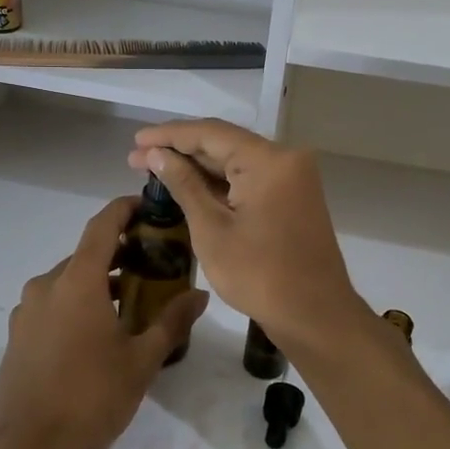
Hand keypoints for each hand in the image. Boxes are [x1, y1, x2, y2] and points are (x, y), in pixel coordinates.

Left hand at [0, 196, 209, 448]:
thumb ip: (171, 323)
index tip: (149, 205)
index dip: (125, 209)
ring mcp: (27, 311)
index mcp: (77, 282)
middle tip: (156, 261)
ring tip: (134, 300)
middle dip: (121, 252)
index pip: (102, 226)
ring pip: (69, 281)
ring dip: (100, 281)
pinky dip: (79, 302)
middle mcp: (46, 286)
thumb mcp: (140, 362)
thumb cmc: (89, 400)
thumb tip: (199, 295)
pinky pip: (54, 304)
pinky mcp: (18, 335)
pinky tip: (100, 332)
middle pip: (87, 255)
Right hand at [128, 120, 362, 354]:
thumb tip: (157, 154)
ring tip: (154, 169)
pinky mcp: (292, 197)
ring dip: (197, 166)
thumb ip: (184, 185)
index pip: (210, 133)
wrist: (314, 315)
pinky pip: (249, 178)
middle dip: (179, 150)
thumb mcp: (211, 229)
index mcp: (269, 160)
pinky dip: (219, 182)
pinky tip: (188, 186)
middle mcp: (285, 159)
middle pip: (224, 143)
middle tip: (136, 158)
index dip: (169, 135)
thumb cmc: (259, 275)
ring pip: (236, 161)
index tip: (135, 140)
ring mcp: (292, 178)